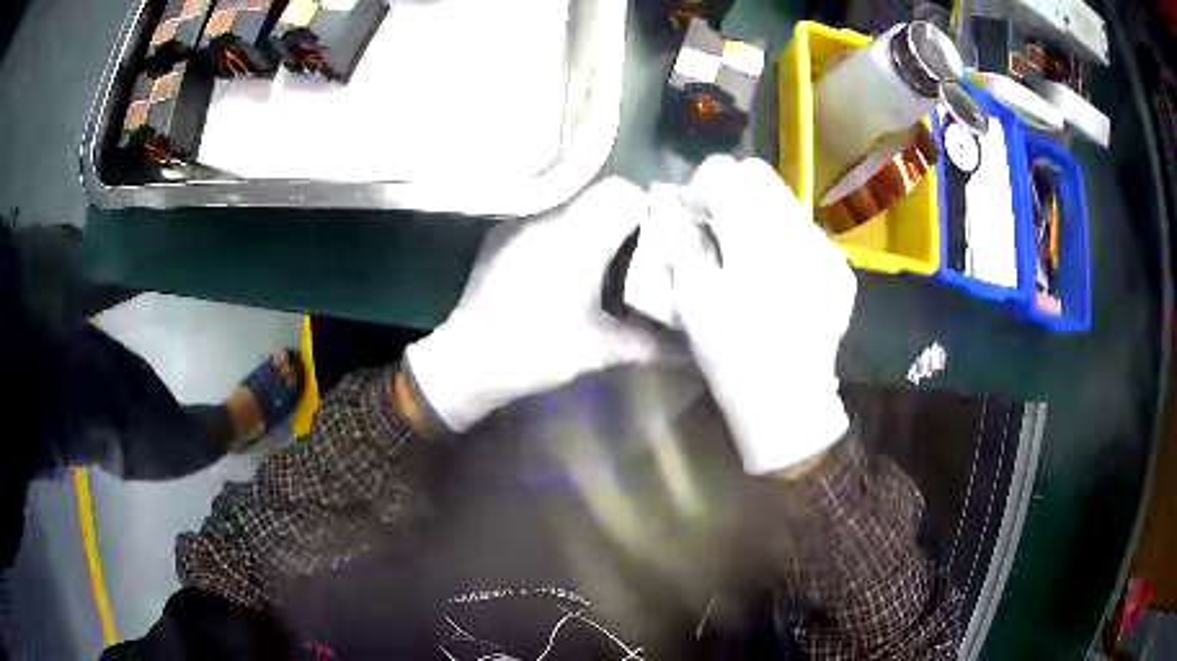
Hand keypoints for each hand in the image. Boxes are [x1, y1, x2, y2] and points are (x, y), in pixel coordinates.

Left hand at [405, 178, 664, 432]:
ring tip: (606, 260)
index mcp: (575, 236)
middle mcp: (547, 215)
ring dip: (597, 222)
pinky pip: (548, 215)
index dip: (651, 212)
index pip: (625, 194)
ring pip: (575, 201)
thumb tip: (693, 348)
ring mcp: (521, 220)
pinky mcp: (503, 231)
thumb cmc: (535, 352)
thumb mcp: (600, 350)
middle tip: (639, 253)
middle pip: (602, 193)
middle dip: (628, 218)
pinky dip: (569, 229)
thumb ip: (653, 343)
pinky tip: (568, 264)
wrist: (467, 360)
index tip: (660, 241)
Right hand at [667, 156, 856, 474]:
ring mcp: (826, 249)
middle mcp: (797, 229)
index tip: (694, 218)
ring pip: (785, 200)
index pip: (724, 171)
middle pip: (759, 175)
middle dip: (731, 191)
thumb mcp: (692, 297)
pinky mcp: (839, 269)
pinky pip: (807, 232)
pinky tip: (778, 277)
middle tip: (718, 229)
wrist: (788, 401)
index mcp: (755, 234)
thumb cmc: (732, 353)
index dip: (700, 187)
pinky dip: (785, 239)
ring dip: (759, 213)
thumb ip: (679, 240)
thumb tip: (669, 203)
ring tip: (748, 255)